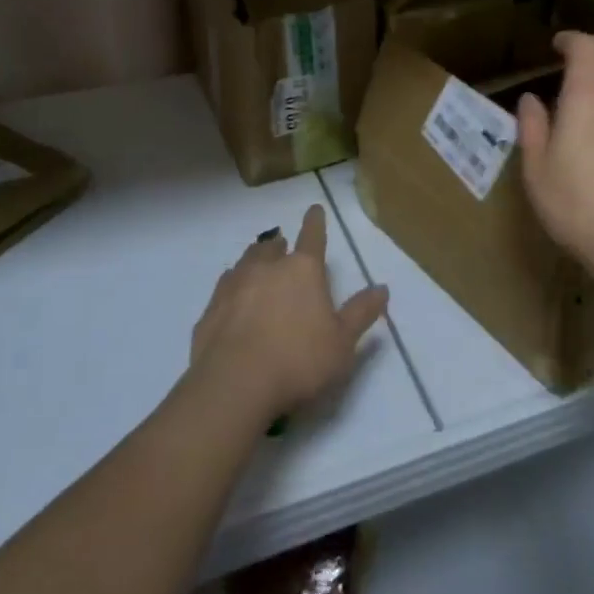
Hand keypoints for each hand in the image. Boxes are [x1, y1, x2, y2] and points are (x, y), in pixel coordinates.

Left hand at [190, 205, 388, 425]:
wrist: (234, 385)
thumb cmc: (298, 361)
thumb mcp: (342, 343)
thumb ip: (361, 313)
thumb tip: (382, 288)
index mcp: (303, 270)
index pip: (312, 236)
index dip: (315, 222)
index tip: (315, 208)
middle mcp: (267, 268)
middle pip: (273, 247)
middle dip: (280, 245)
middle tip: (282, 246)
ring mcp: (234, 285)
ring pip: (246, 261)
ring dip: (254, 261)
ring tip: (258, 267)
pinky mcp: (211, 308)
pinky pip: (224, 288)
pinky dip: (232, 288)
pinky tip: (233, 300)